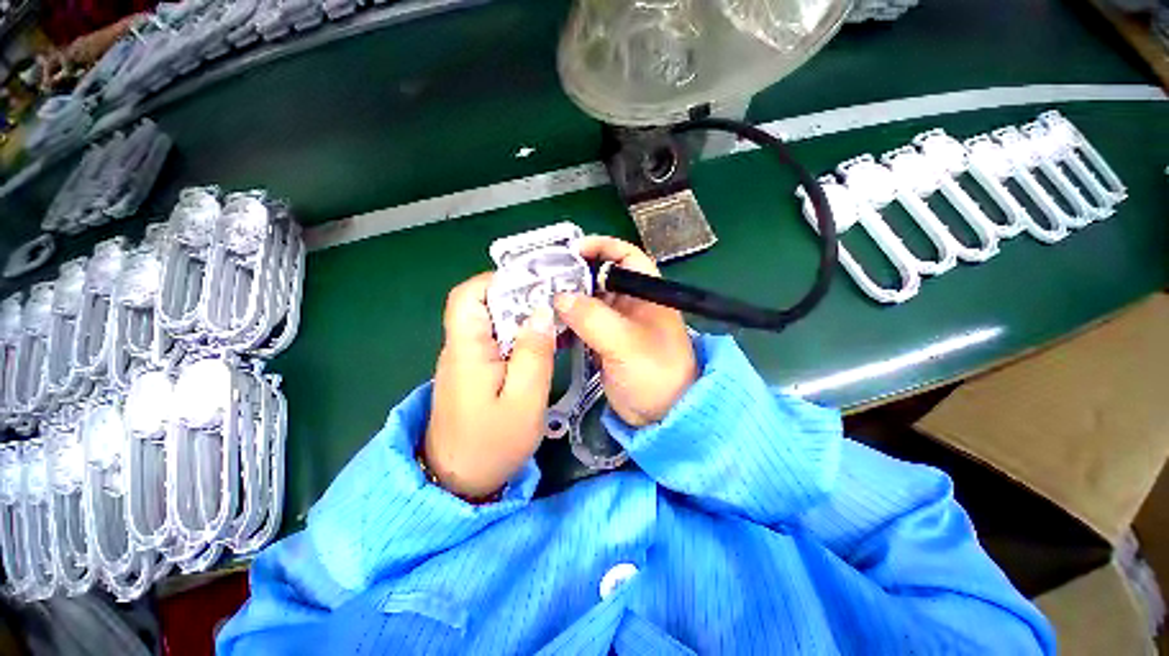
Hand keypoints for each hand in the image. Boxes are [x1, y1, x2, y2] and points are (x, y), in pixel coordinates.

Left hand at [425, 273, 555, 498]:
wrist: (459, 483)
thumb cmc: (491, 445)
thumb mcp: (524, 401)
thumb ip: (534, 354)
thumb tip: (542, 312)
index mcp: (467, 350)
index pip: (468, 296)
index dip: (497, 280)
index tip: (533, 282)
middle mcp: (461, 348)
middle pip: (482, 304)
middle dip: (518, 295)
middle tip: (554, 298)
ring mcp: (467, 360)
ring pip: (491, 321)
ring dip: (521, 314)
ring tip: (554, 315)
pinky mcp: (475, 371)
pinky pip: (496, 340)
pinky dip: (518, 334)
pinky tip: (542, 341)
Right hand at [554, 237, 696, 427]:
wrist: (662, 415)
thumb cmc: (655, 374)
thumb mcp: (627, 343)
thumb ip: (593, 318)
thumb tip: (560, 298)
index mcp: (646, 293)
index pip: (626, 257)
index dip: (602, 247)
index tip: (572, 250)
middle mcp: (630, 303)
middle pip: (600, 277)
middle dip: (574, 275)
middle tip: (544, 277)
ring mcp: (615, 323)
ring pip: (587, 301)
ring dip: (566, 299)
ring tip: (539, 298)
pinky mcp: (603, 341)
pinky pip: (582, 323)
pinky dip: (566, 321)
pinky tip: (548, 322)